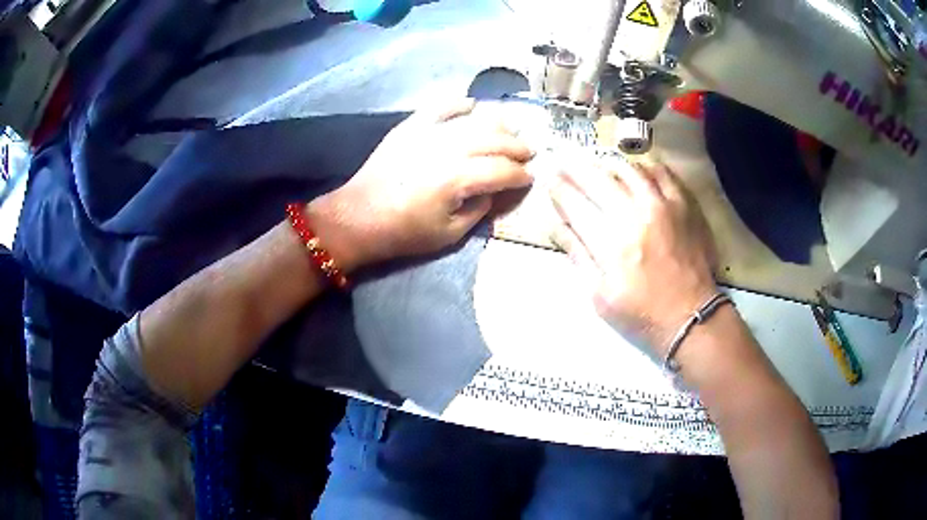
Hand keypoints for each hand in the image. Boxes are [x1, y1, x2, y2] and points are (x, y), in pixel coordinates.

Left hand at [307, 99, 533, 269]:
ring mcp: (427, 133)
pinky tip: (471, 105)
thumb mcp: (449, 234)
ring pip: (473, 121)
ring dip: (497, 126)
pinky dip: (457, 104)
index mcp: (458, 178)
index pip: (502, 171)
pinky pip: (439, 108)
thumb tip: (494, 191)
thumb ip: (479, 210)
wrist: (358, 217)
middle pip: (494, 141)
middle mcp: (447, 149)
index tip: (530, 178)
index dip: (521, 175)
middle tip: (529, 153)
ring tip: (509, 131)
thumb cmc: (404, 232)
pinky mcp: (410, 127)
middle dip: (516, 147)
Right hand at [550, 162, 717, 354]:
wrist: (691, 316)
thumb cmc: (642, 313)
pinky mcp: (684, 205)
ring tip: (598, 165)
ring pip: (628, 169)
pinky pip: (661, 172)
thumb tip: (555, 225)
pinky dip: (644, 167)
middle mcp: (635, 215)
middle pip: (597, 179)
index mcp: (610, 243)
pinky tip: (637, 171)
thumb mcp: (600, 296)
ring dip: (607, 164)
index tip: (547, 177)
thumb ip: (578, 256)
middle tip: (563, 160)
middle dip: (575, 167)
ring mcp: (663, 206)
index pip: (575, 204)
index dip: (557, 188)